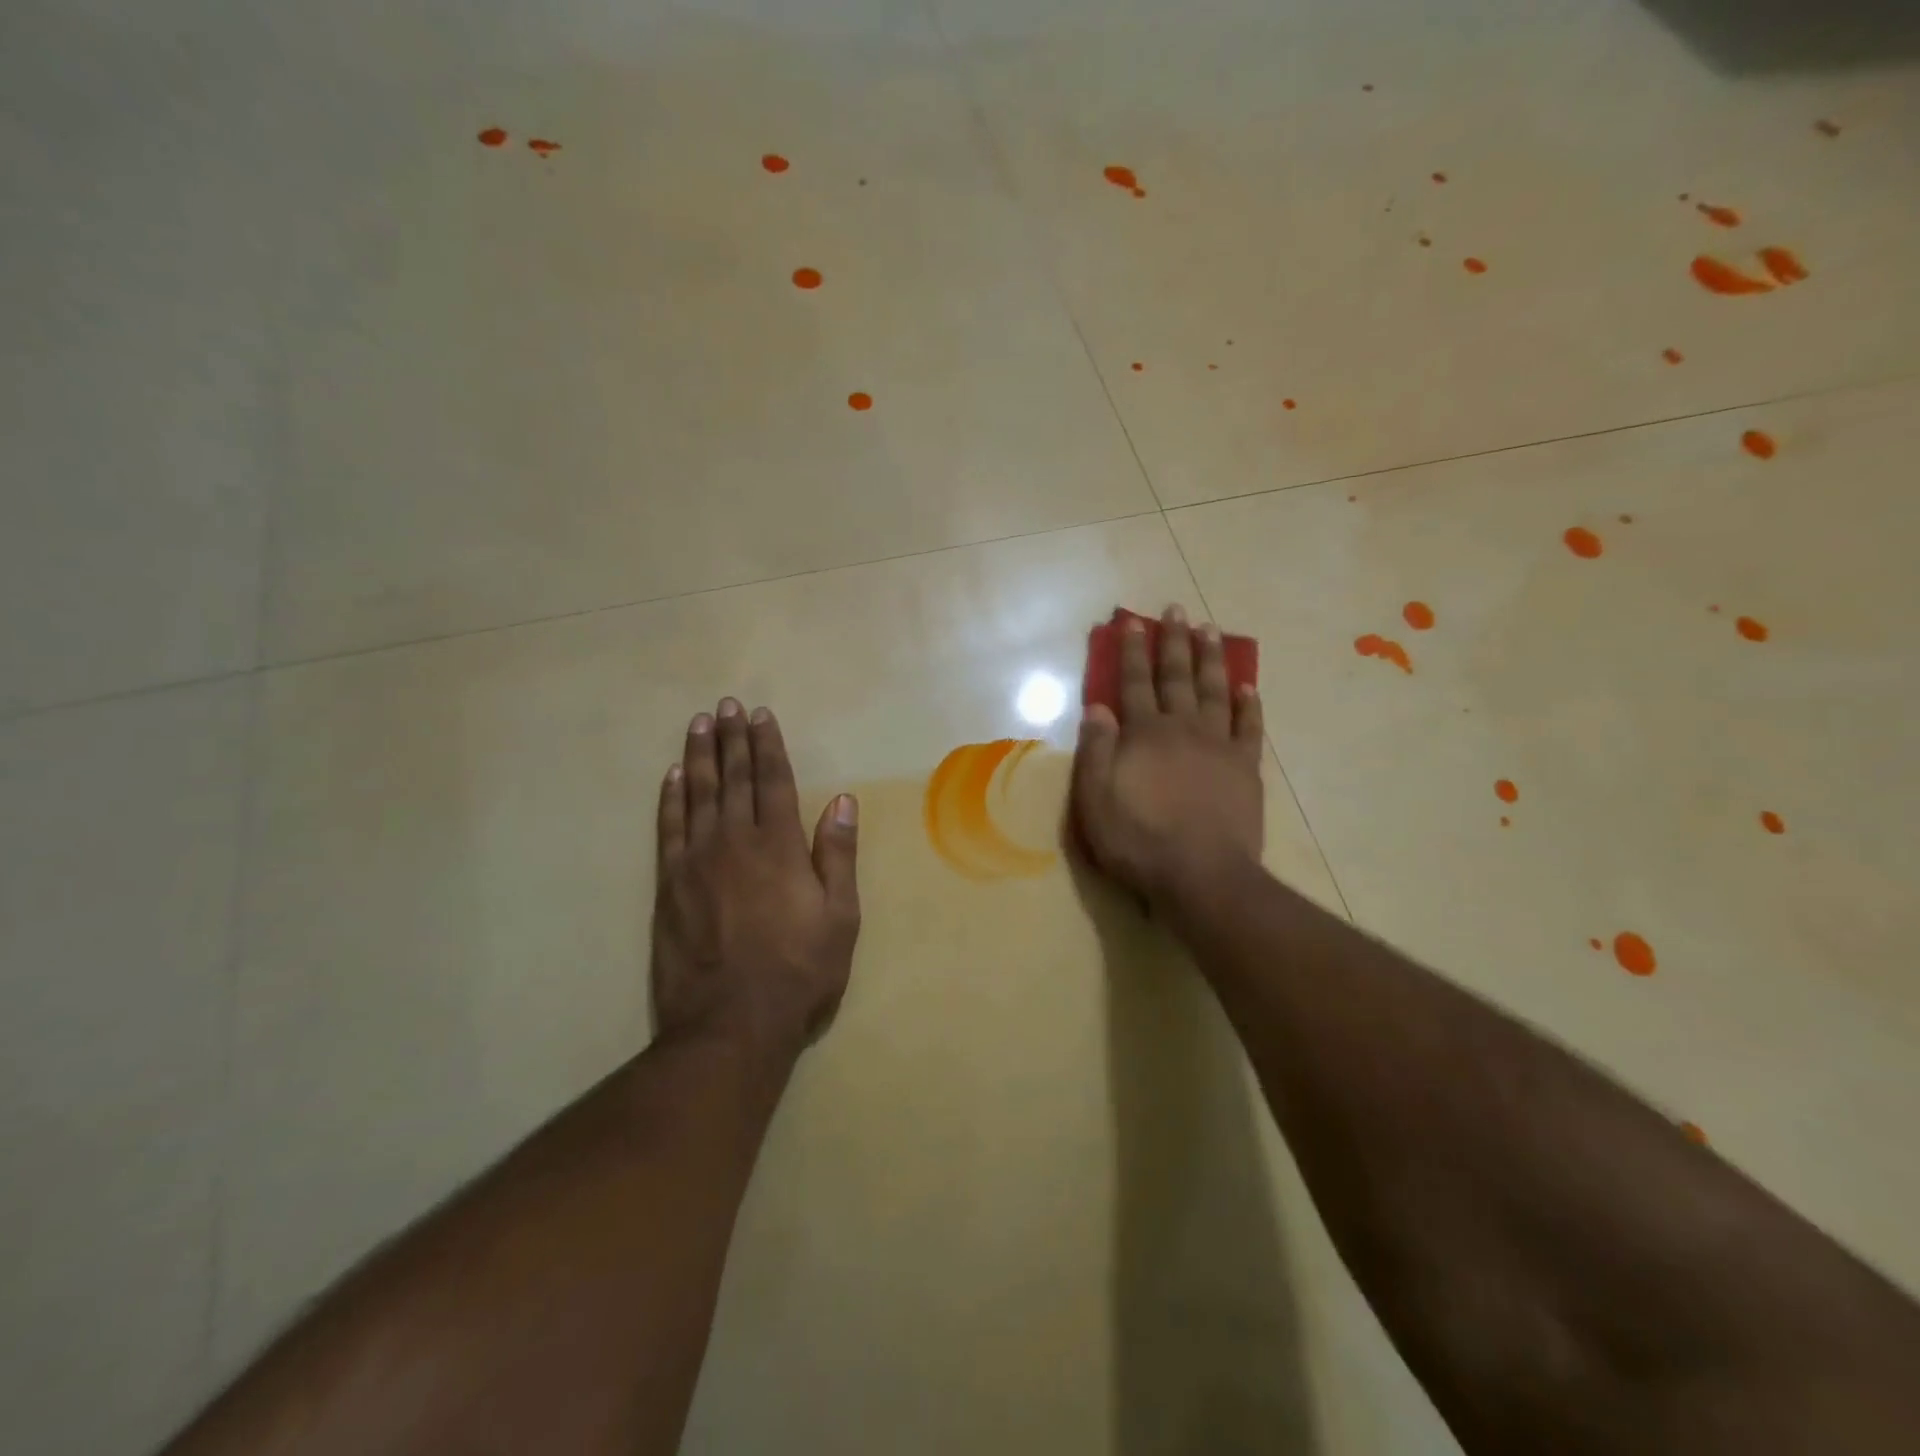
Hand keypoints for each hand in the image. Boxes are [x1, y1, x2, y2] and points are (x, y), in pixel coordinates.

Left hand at [652, 700, 860, 1062]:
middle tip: (727, 705)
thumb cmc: (799, 970)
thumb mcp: (840, 916)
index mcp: (779, 846)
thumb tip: (841, 800)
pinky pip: (668, 828)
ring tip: (700, 724)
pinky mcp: (669, 884)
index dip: (768, 745)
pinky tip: (673, 776)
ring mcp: (697, 861)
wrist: (731, 1022)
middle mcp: (735, 841)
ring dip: (700, 756)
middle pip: (734, 778)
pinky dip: (671, 798)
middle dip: (733, 739)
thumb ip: (837, 855)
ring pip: (699, 794)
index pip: (773, 781)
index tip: (761, 716)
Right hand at [1072, 605, 1265, 905]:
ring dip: (1211, 659)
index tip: (1133, 622)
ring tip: (1210, 630)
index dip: (1132, 651)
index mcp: (1144, 734)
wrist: (1201, 875)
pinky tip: (1248, 686)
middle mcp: (1182, 729)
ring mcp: (1218, 746)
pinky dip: (1249, 704)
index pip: (1134, 682)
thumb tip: (1097, 707)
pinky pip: (1249, 727)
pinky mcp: (1245, 768)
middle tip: (1176, 609)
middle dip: (1173, 641)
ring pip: (1214, 691)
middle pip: (1177, 676)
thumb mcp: (1095, 800)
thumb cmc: (1139, 841)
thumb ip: (1096, 751)